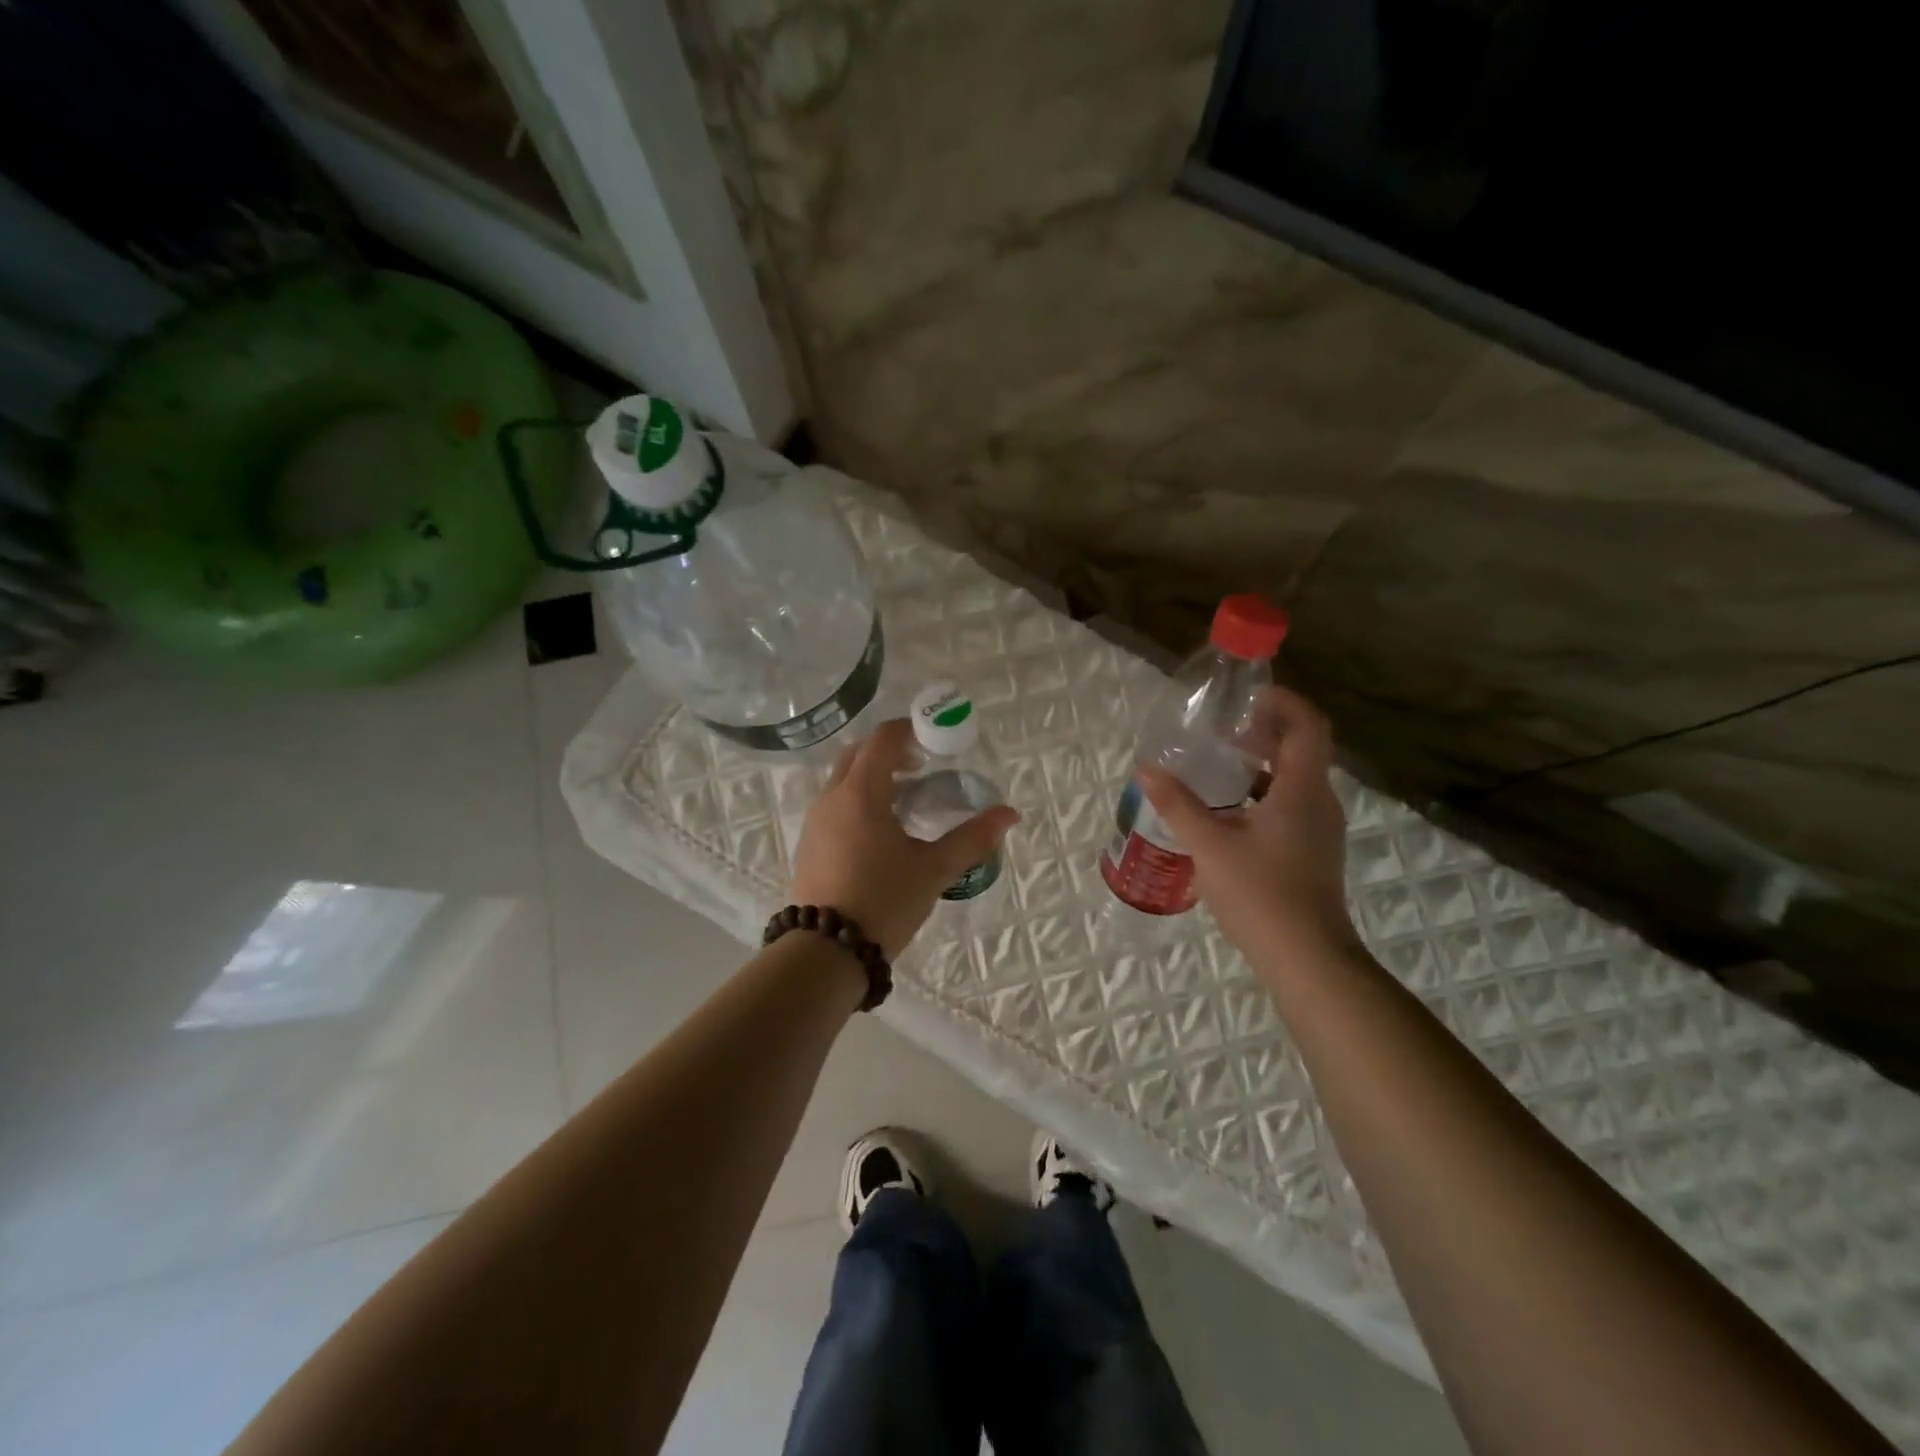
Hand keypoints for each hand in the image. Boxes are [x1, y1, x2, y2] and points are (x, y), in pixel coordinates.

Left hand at [789, 719, 1019, 959]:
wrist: (825, 951)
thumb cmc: (884, 901)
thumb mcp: (934, 869)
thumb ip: (972, 838)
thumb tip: (1009, 813)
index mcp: (861, 793)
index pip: (882, 739)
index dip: (910, 730)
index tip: (935, 738)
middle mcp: (832, 798)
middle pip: (859, 754)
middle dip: (891, 751)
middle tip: (923, 766)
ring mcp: (816, 822)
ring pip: (844, 780)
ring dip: (874, 777)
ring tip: (908, 799)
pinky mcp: (810, 845)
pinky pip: (836, 805)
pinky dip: (859, 800)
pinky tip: (882, 832)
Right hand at [1137, 687, 1356, 965]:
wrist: (1306, 958)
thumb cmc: (1260, 894)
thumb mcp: (1209, 846)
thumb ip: (1176, 804)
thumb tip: (1145, 769)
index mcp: (1302, 790)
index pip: (1308, 725)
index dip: (1283, 702)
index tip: (1247, 697)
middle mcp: (1319, 803)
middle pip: (1302, 749)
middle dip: (1265, 732)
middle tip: (1223, 730)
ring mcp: (1320, 830)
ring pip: (1296, 779)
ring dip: (1263, 764)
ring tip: (1220, 766)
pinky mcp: (1313, 852)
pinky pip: (1292, 805)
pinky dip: (1264, 793)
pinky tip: (1229, 812)